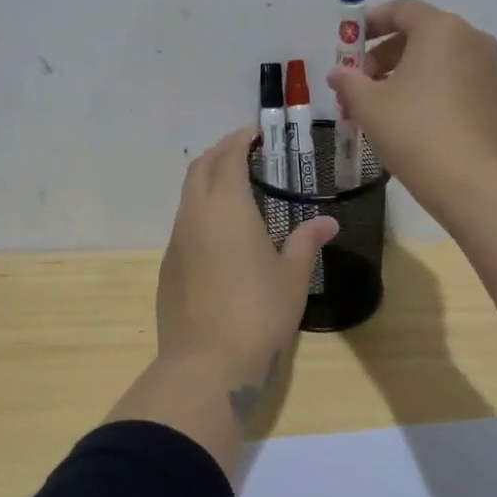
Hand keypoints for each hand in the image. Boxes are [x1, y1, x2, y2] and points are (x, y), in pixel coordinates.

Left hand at [156, 126, 337, 419]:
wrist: (206, 364)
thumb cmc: (258, 313)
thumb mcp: (292, 277)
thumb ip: (307, 242)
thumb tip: (328, 222)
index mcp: (226, 207)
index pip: (229, 156)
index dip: (242, 139)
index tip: (258, 133)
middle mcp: (195, 214)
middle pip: (201, 167)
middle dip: (221, 152)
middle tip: (248, 153)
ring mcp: (177, 240)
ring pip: (188, 194)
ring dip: (208, 180)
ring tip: (237, 188)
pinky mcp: (168, 265)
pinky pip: (183, 223)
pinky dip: (200, 210)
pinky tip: (221, 233)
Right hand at [327, 0, 496, 209]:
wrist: (471, 181)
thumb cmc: (414, 131)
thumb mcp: (368, 105)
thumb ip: (349, 82)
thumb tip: (339, 73)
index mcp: (441, 29)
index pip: (402, 10)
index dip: (371, 23)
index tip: (350, 45)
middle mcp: (471, 39)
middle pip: (421, 33)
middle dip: (386, 53)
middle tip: (362, 81)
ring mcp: (489, 68)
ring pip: (439, 58)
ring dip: (407, 72)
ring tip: (382, 104)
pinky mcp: (496, 97)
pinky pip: (456, 79)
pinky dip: (431, 87)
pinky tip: (411, 118)